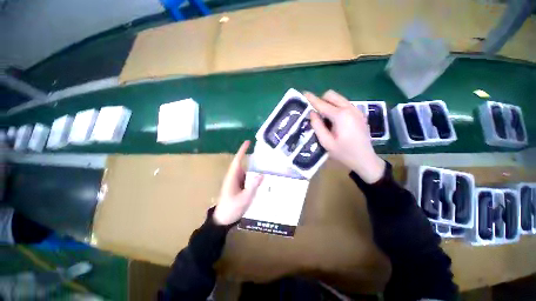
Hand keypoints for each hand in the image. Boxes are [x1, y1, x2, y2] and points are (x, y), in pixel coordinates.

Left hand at [213, 141, 263, 224]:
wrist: (222, 220)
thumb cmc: (232, 209)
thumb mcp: (244, 198)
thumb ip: (253, 186)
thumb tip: (262, 174)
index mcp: (232, 177)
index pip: (238, 160)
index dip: (242, 150)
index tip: (248, 142)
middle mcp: (233, 177)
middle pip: (242, 164)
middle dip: (250, 157)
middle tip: (262, 152)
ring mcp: (235, 182)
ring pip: (245, 171)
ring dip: (252, 166)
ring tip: (263, 163)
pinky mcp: (238, 186)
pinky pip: (246, 177)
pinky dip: (252, 175)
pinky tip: (260, 176)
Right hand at [305, 90, 384, 183]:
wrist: (365, 160)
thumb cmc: (343, 153)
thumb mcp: (326, 142)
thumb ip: (317, 126)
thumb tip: (312, 113)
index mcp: (341, 116)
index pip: (322, 104)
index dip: (311, 99)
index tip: (303, 93)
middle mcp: (350, 108)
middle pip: (332, 95)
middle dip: (321, 100)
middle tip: (315, 112)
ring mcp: (356, 110)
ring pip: (339, 98)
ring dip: (329, 103)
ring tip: (324, 118)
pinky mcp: (359, 113)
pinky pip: (344, 104)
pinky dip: (336, 107)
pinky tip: (335, 120)